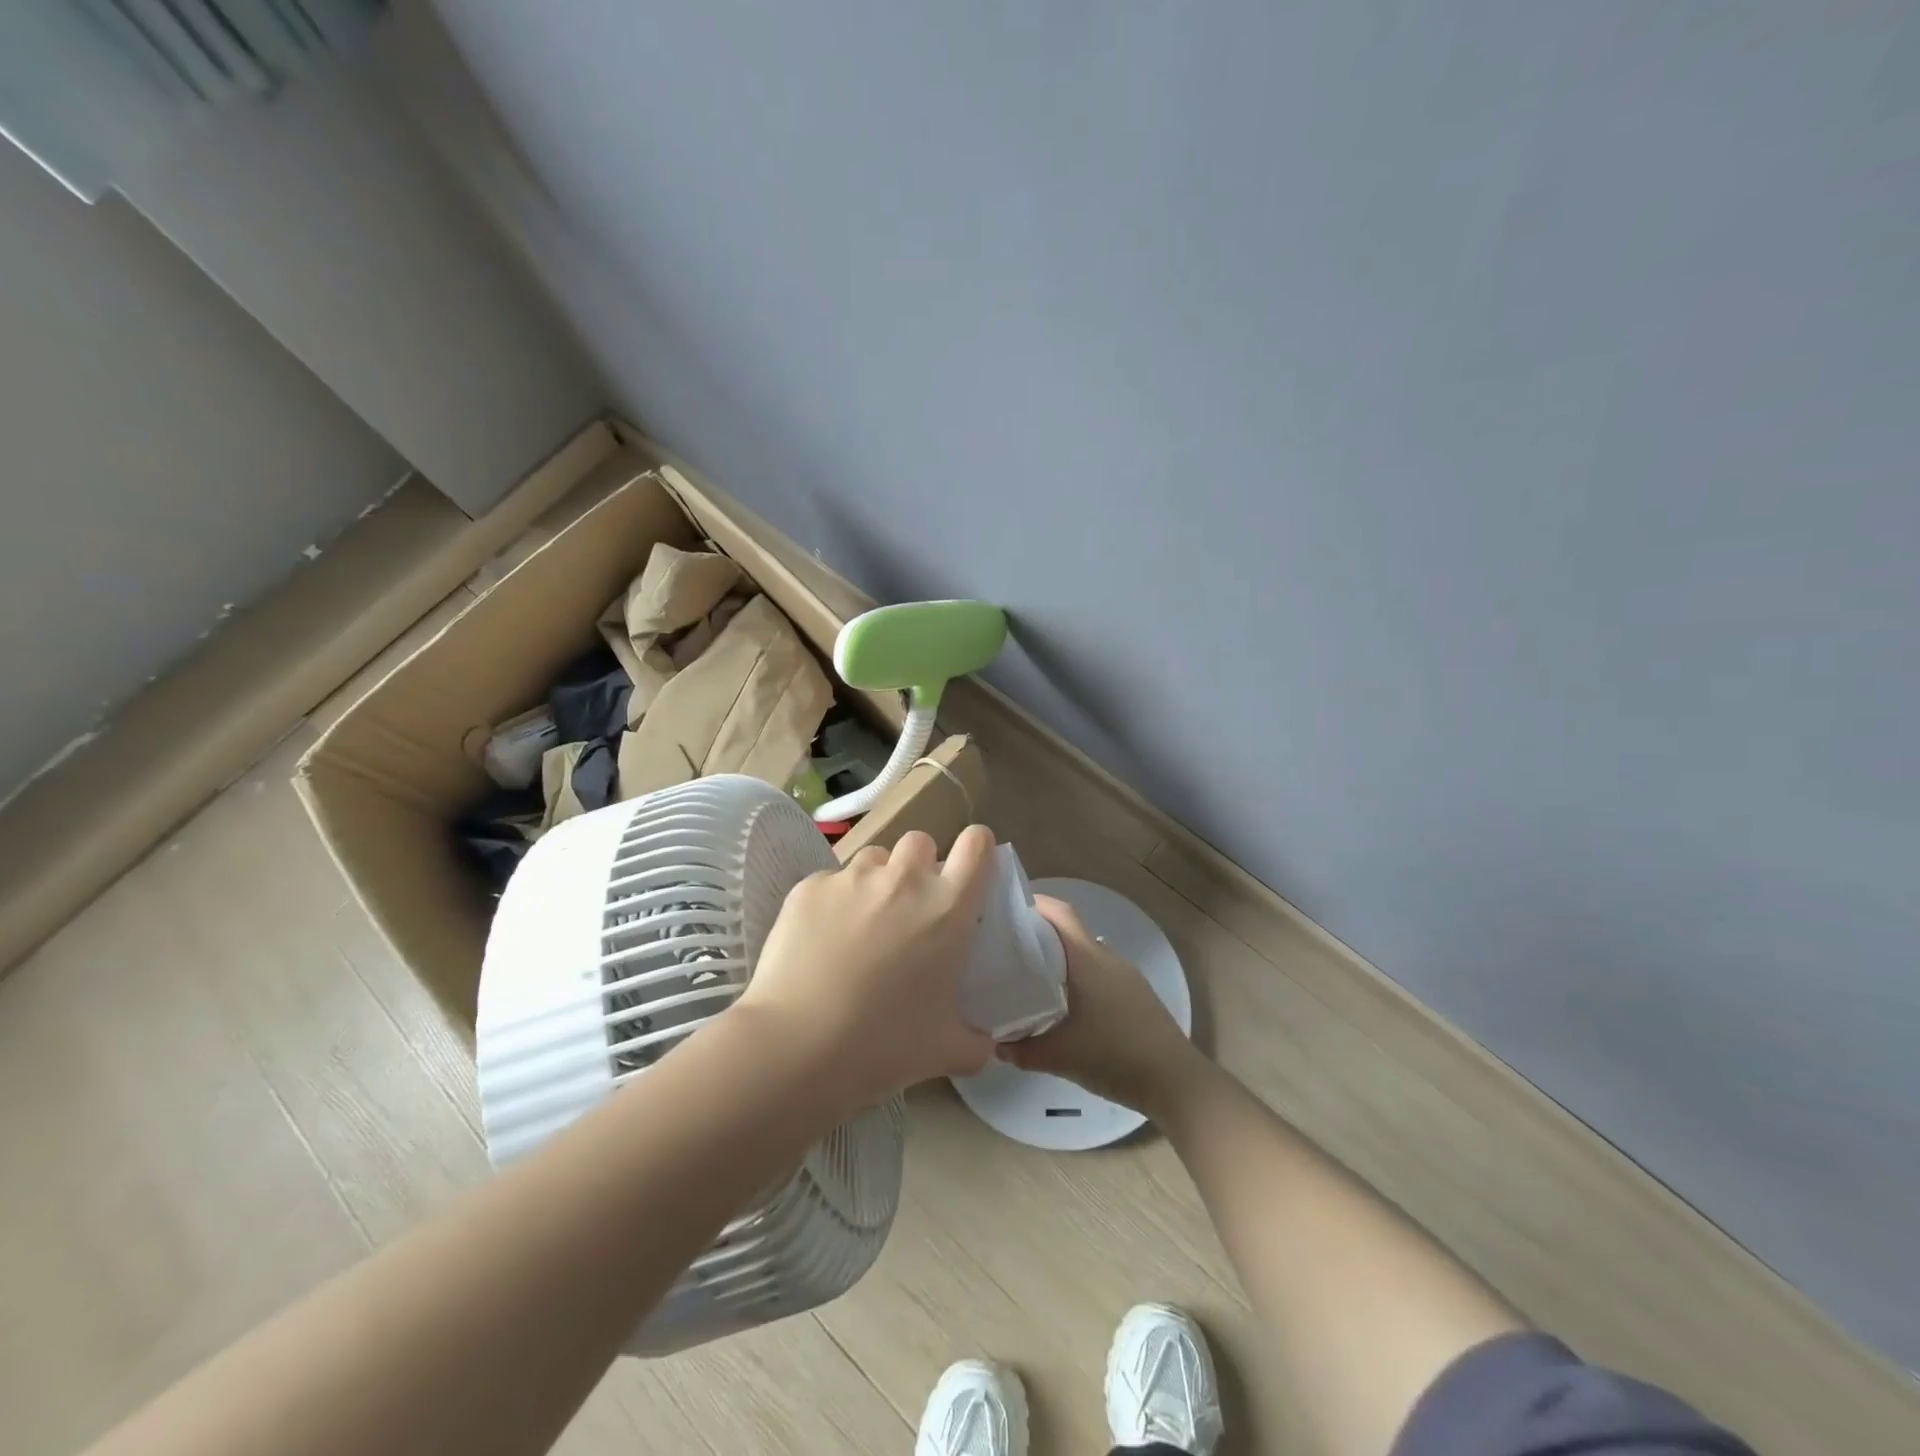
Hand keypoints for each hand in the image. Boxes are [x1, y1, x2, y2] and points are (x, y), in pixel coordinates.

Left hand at [736, 825, 998, 1111]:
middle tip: (908, 908)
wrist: (796, 1046)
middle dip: (918, 866)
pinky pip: (830, 881)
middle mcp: (903, 880)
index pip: (976, 844)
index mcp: (946, 908)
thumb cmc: (882, 1045)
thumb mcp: (946, 1050)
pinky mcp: (809, 887)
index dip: (976, 851)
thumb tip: (985, 1044)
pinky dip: (832, 902)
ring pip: (874, 858)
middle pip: (921, 842)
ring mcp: (852, 878)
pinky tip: (819, 941)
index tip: (967, 874)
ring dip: (875, 881)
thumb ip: (975, 1041)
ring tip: (860, 924)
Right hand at [998, 894, 1203, 1114]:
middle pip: (1072, 932)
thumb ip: (1023, 1051)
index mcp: (1087, 960)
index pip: (1061, 914)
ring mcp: (1126, 975)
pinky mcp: (1138, 994)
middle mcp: (1107, 958)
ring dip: (1063, 958)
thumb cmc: (1114, 1056)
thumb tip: (997, 1045)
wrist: (1175, 1081)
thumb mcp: (1060, 1057)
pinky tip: (1069, 1005)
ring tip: (1035, 978)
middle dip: (1042, 934)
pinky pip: (1102, 972)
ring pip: (1088, 953)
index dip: (1036, 905)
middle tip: (1010, 949)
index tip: (1008, 911)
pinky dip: (1081, 977)